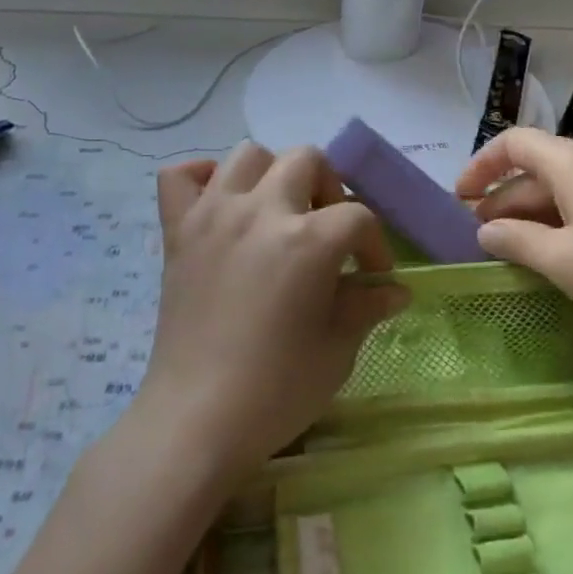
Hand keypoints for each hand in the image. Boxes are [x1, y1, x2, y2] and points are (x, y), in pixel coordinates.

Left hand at [140, 142, 409, 480]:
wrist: (196, 419)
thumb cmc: (277, 389)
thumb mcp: (337, 349)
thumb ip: (366, 306)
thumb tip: (395, 290)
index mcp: (308, 241)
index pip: (358, 216)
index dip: (374, 245)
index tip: (374, 277)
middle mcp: (260, 211)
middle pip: (307, 160)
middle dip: (330, 190)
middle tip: (328, 234)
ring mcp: (213, 215)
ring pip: (248, 154)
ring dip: (272, 175)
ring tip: (278, 214)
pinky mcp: (177, 231)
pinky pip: (179, 175)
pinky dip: (202, 178)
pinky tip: (220, 204)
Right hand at [455, 128, 572, 354]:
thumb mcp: (562, 261)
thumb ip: (516, 241)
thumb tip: (485, 230)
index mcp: (571, 163)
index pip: (513, 142)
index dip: (481, 165)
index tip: (460, 198)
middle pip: (533, 167)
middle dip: (500, 197)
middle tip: (478, 235)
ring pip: (557, 190)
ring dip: (527, 214)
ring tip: (508, 250)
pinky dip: (555, 224)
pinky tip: (550, 257)